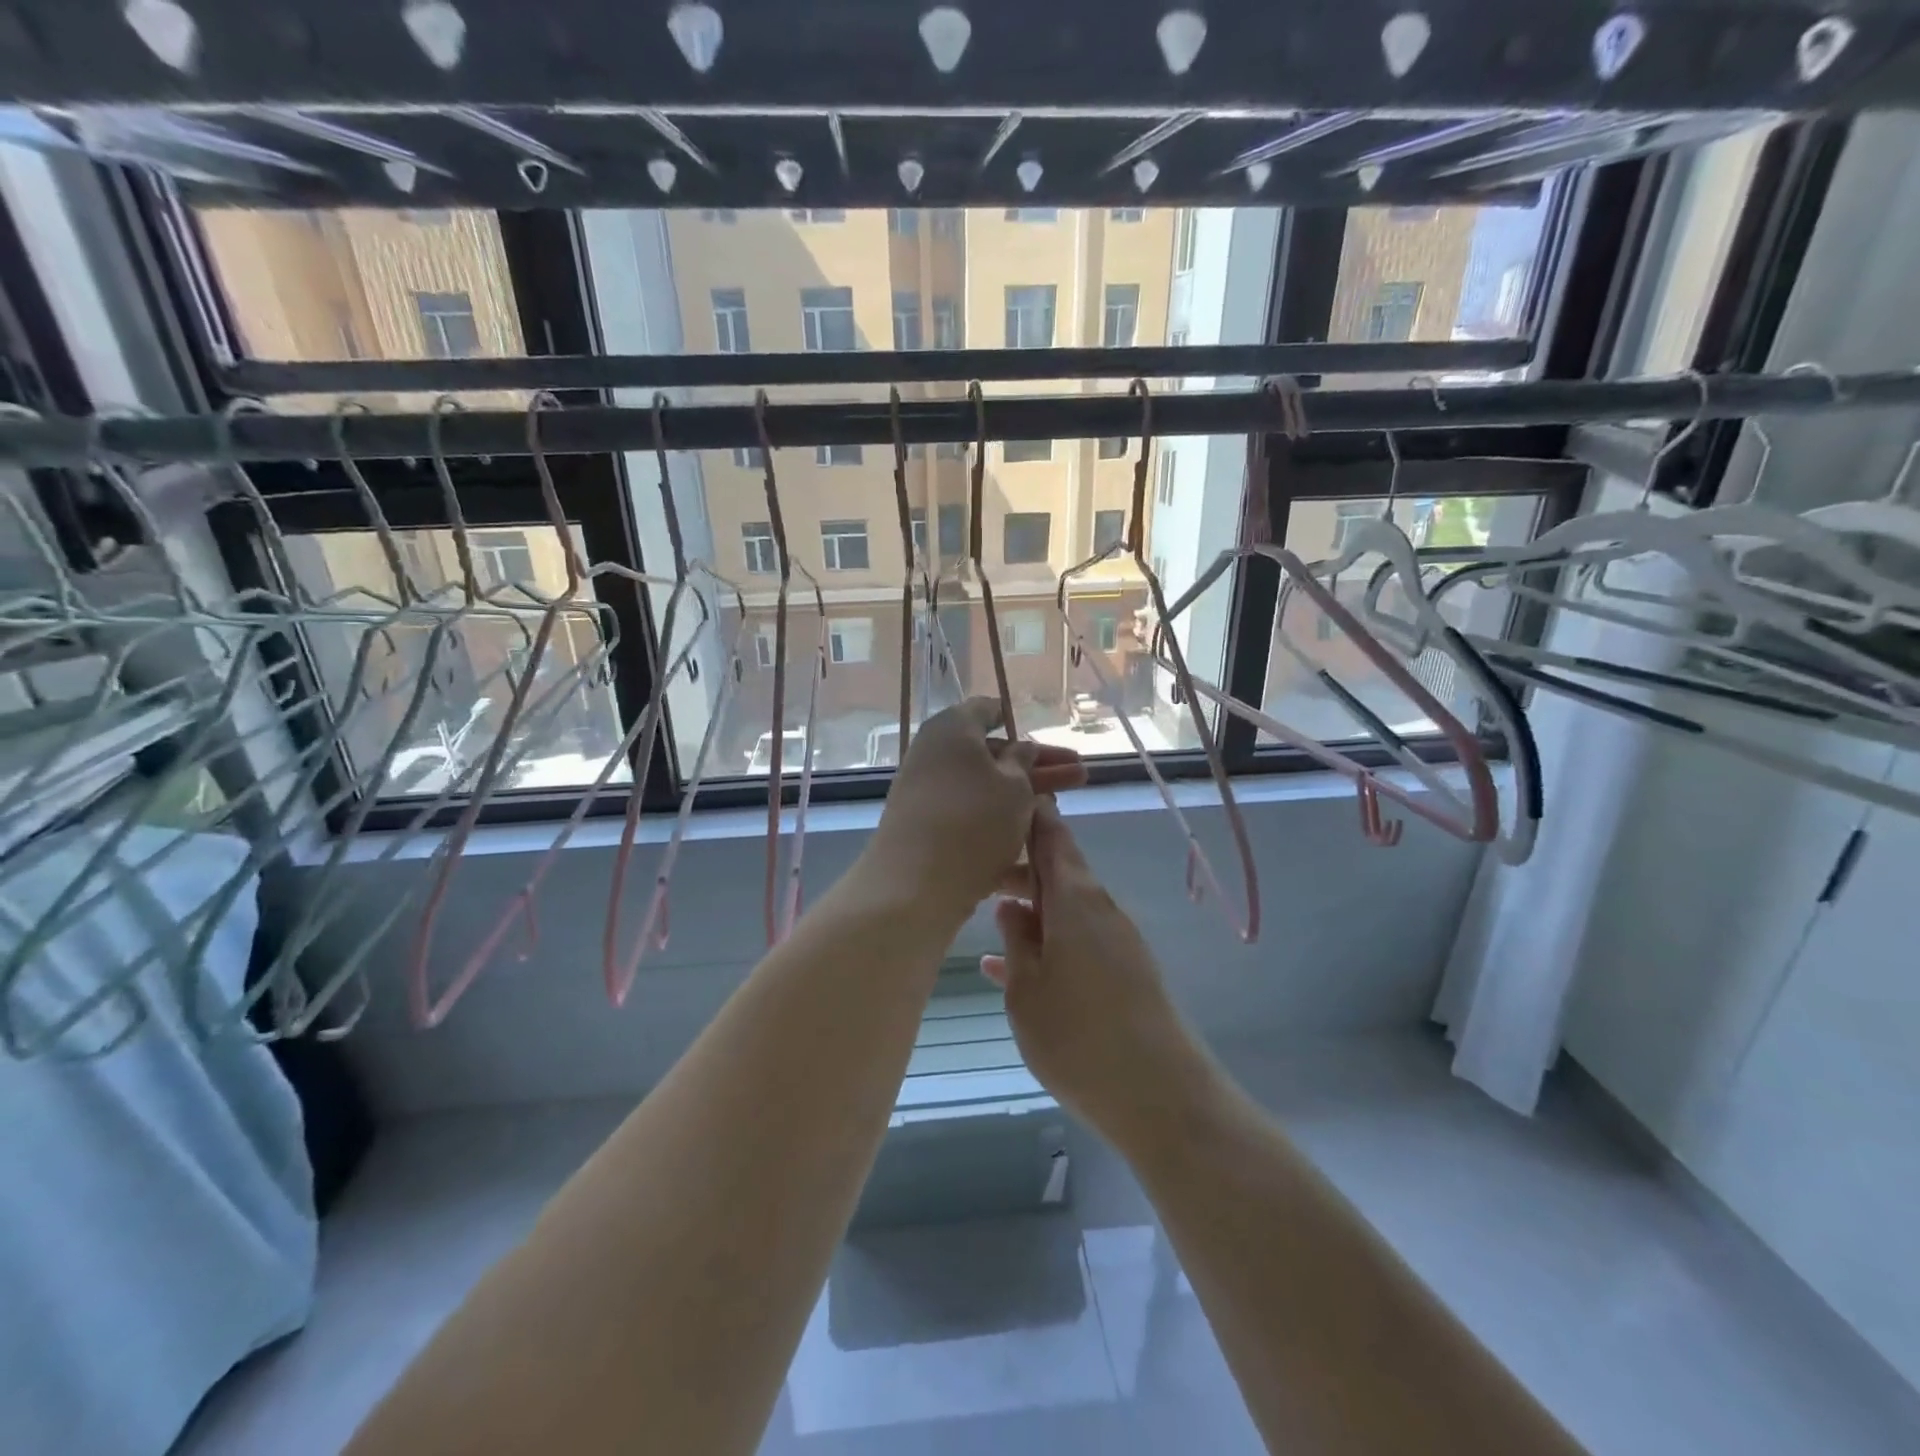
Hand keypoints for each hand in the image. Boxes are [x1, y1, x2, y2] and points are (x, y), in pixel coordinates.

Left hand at [864, 698, 1085, 920]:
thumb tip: (1021, 748)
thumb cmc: (974, 821)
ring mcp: (928, 793)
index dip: (1016, 719)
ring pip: (984, 788)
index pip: (987, 710)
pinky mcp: (928, 828)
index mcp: (952, 729)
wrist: (915, 884)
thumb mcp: (1014, 786)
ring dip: (1023, 797)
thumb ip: (1023, 761)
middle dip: (1037, 766)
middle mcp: (935, 754)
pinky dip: (1000, 822)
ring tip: (1062, 809)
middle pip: (992, 754)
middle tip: (1080, 775)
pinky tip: (1034, 840)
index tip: (1045, 732)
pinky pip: (970, 816)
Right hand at [982, 800, 1214, 1144]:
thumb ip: (1016, 942)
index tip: (1001, 804)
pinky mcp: (1125, 970)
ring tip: (990, 915)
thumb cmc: (1079, 1038)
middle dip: (1020, 868)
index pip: (1052, 835)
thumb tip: (1011, 906)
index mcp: (1075, 899)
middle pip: (1059, 870)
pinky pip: (1079, 938)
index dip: (1029, 815)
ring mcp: (1116, 940)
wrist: (1161, 1096)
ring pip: (1066, 906)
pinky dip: (1049, 941)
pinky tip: (1014, 967)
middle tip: (977, 875)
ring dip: (1032, 905)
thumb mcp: (1027, 991)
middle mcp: (1100, 908)